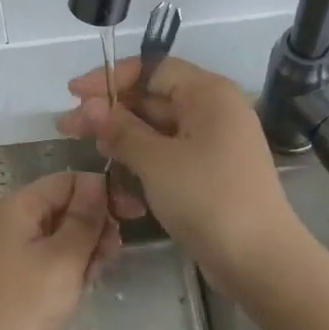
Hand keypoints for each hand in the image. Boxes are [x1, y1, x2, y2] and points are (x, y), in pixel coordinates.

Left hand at [0, 171, 119, 329]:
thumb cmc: (28, 304)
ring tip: (94, 276)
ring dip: (88, 249)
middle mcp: (15, 220)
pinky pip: (56, 257)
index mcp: (20, 205)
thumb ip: (85, 217)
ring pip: (66, 234)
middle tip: (111, 254)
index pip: (70, 181)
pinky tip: (82, 287)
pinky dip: (73, 267)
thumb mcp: (65, 257)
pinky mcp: (22, 274)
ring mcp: (17, 248)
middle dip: (95, 226)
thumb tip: (98, 182)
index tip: (133, 215)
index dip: (103, 193)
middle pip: (69, 206)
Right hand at [56, 55, 297, 278]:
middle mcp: (214, 110)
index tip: (74, 93)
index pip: (152, 68)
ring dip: (122, 135)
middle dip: (110, 110)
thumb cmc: (207, 199)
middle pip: (154, 97)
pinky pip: (170, 152)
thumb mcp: (156, 161)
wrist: (260, 261)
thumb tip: (89, 107)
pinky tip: (114, 168)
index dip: (110, 78)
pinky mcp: (210, 172)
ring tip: (86, 146)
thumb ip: (120, 129)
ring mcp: (214, 143)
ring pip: (159, 128)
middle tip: (68, 126)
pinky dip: (142, 156)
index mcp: (208, 94)